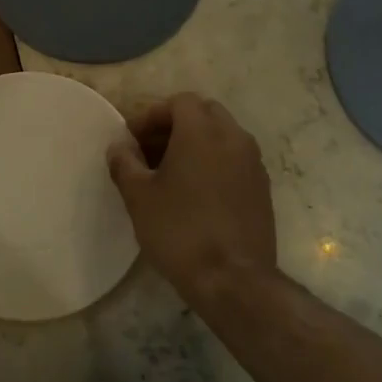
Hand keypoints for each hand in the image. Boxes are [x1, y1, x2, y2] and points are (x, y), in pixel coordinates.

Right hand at [107, 94, 276, 301]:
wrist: (232, 279)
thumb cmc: (179, 230)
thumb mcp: (138, 196)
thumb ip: (124, 163)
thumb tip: (119, 147)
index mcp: (202, 132)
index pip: (179, 102)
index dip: (152, 115)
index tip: (132, 139)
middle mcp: (234, 138)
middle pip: (204, 113)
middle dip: (175, 124)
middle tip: (150, 150)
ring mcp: (253, 164)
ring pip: (223, 136)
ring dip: (196, 143)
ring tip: (170, 172)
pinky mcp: (263, 189)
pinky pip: (235, 160)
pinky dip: (214, 163)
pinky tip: (194, 193)